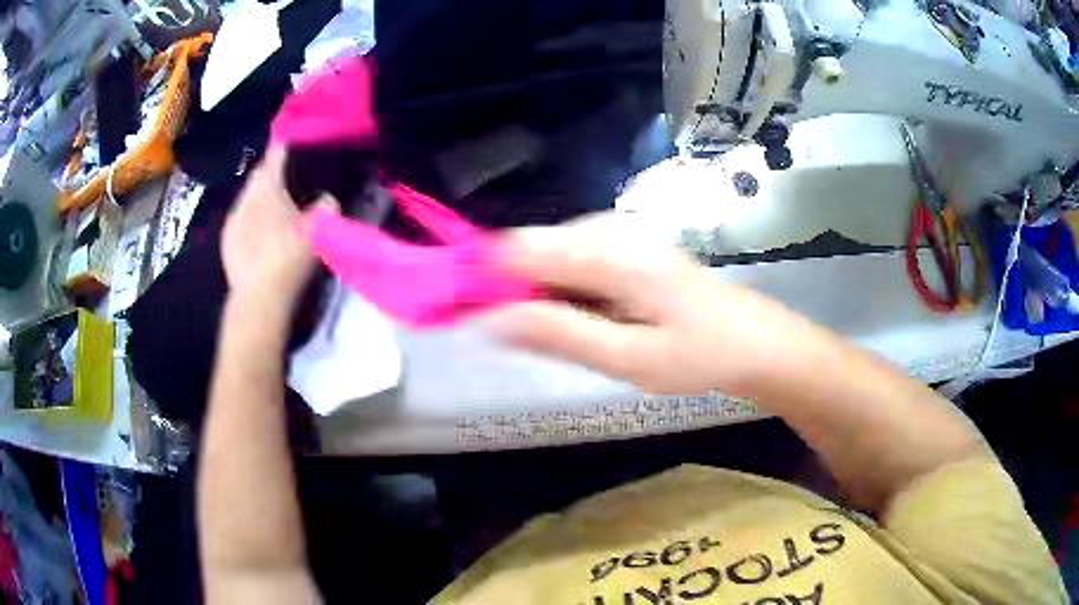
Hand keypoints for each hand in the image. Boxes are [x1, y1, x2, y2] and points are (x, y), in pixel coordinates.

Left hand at [222, 146, 336, 306]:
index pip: (275, 155)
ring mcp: (233, 219)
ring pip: (248, 197)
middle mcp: (246, 197)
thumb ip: (326, 207)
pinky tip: (260, 232)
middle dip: (271, 172)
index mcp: (268, 188)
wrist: (258, 298)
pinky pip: (240, 218)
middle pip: (259, 175)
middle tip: (288, 177)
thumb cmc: (289, 258)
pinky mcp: (226, 241)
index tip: (291, 138)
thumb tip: (327, 199)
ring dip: (260, 197)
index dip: (283, 144)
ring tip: (275, 207)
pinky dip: (251, 218)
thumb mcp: (319, 231)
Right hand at [487, 213, 807, 395]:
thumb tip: (489, 317)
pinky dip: (563, 288)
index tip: (455, 312)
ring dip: (536, 292)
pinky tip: (585, 319)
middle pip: (529, 247)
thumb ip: (558, 333)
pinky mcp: (629, 246)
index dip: (478, 275)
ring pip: (550, 255)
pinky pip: (574, 260)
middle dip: (507, 288)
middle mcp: (610, 230)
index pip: (514, 247)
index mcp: (609, 251)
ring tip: (557, 336)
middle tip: (514, 339)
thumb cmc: (699, 356)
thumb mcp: (627, 358)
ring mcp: (622, 234)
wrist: (756, 342)